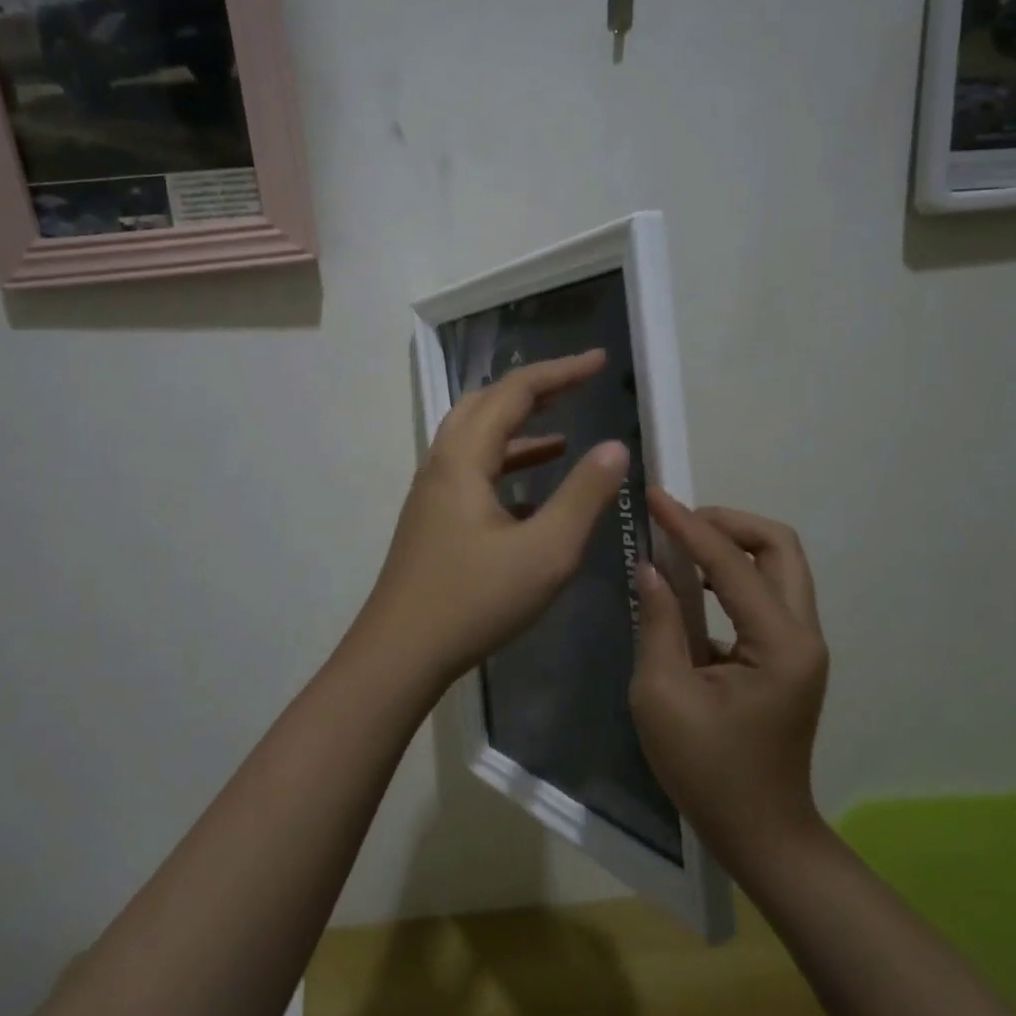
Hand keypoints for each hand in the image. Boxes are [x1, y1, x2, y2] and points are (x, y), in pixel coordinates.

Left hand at [357, 351, 630, 685]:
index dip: (560, 372)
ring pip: (475, 438)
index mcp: (464, 458)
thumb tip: (615, 447)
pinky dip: (505, 463)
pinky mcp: (432, 519)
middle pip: (487, 404)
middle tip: (577, 387)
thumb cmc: (474, 600)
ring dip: (518, 428)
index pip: (515, 393)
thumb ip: (583, 495)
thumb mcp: (545, 551)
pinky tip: (531, 489)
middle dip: (534, 390)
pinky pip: (471, 470)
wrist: (400, 653)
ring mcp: (432, 492)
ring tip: (563, 434)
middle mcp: (442, 463)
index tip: (600, 362)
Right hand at [629, 492, 829, 871]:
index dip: (688, 525)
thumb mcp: (663, 696)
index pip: (730, 563)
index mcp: (779, 644)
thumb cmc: (708, 771)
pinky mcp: (788, 655)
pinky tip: (691, 586)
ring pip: (777, 565)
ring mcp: (801, 644)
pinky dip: (730, 574)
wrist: (762, 834)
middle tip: (676, 523)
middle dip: (727, 522)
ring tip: (678, 546)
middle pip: (779, 546)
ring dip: (730, 545)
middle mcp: (803, 633)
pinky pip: (765, 592)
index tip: (653, 496)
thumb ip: (659, 622)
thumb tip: (649, 568)